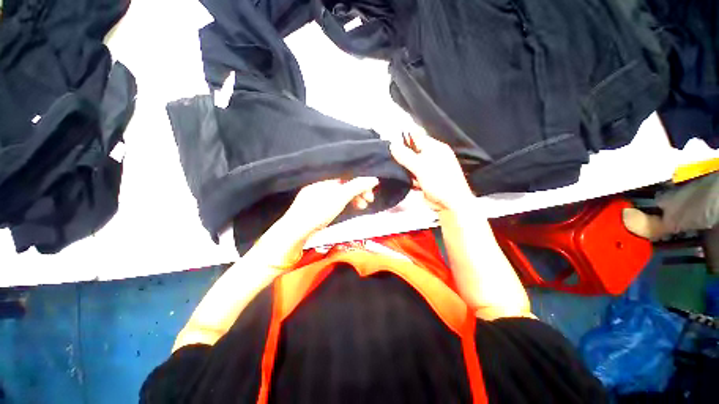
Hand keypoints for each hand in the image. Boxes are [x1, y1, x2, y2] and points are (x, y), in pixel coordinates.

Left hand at [280, 177, 379, 238]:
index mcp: (325, 180)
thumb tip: (373, 179)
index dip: (361, 184)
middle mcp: (319, 185)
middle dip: (358, 192)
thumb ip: (356, 187)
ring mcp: (315, 196)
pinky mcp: (314, 207)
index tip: (370, 194)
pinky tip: (346, 209)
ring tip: (361, 207)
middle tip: (369, 202)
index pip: (347, 177)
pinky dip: (342, 204)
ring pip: (339, 194)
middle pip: (344, 185)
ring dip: (351, 199)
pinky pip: (332, 201)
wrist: (294, 231)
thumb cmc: (318, 212)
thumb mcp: (339, 198)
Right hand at [390, 132, 473, 211]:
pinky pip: (412, 175)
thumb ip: (406, 156)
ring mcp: (428, 169)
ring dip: (403, 168)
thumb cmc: (439, 182)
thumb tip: (392, 145)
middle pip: (412, 152)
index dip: (403, 141)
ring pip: (411, 164)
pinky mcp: (424, 180)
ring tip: (393, 169)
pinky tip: (400, 179)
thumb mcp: (421, 167)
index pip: (416, 138)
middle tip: (389, 159)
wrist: (450, 204)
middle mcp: (432, 156)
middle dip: (402, 156)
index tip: (390, 146)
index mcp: (435, 148)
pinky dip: (407, 177)